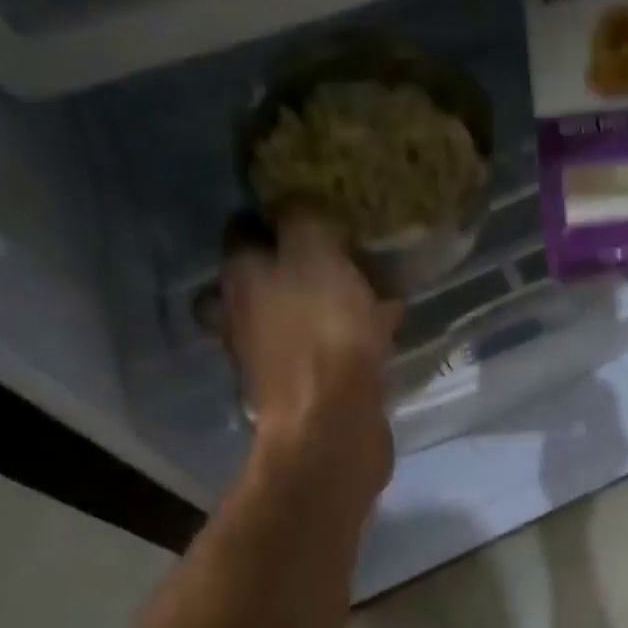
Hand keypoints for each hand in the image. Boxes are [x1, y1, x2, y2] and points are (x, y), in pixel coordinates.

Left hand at [221, 206, 401, 506]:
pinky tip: (387, 326)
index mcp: (239, 278)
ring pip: (300, 312)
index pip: (243, 231)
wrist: (331, 427)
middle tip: (345, 249)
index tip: (312, 207)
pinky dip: (350, 333)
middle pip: (269, 275)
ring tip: (379, 284)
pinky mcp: (304, 386)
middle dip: (303, 261)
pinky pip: (327, 344)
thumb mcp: (316, 254)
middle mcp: (244, 315)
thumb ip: (302, 219)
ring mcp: (271, 355)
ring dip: (332, 297)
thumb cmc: (321, 332)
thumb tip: (294, 200)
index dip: (273, 215)